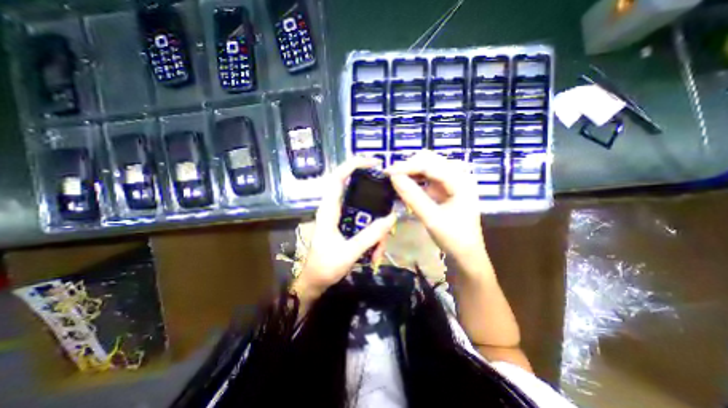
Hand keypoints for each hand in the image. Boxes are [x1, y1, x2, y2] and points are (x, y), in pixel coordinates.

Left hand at [294, 157, 396, 300]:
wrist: (314, 283)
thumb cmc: (325, 267)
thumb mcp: (349, 252)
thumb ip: (371, 235)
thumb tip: (392, 217)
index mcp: (329, 210)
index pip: (337, 178)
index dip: (352, 165)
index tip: (373, 163)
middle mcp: (334, 209)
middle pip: (356, 193)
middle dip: (374, 199)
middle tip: (389, 203)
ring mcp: (341, 218)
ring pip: (363, 211)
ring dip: (375, 226)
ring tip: (380, 248)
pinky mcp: (345, 226)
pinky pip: (363, 223)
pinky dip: (372, 234)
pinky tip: (376, 250)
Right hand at [386, 151, 488, 271]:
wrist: (466, 254)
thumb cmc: (453, 238)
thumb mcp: (431, 219)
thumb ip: (413, 197)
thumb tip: (393, 177)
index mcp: (461, 182)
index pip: (430, 165)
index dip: (408, 166)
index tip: (388, 172)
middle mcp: (458, 176)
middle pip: (430, 160)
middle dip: (409, 166)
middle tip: (390, 176)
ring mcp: (452, 181)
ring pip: (428, 166)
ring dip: (411, 171)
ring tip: (395, 179)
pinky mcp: (445, 188)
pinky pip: (427, 177)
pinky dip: (415, 179)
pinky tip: (405, 185)